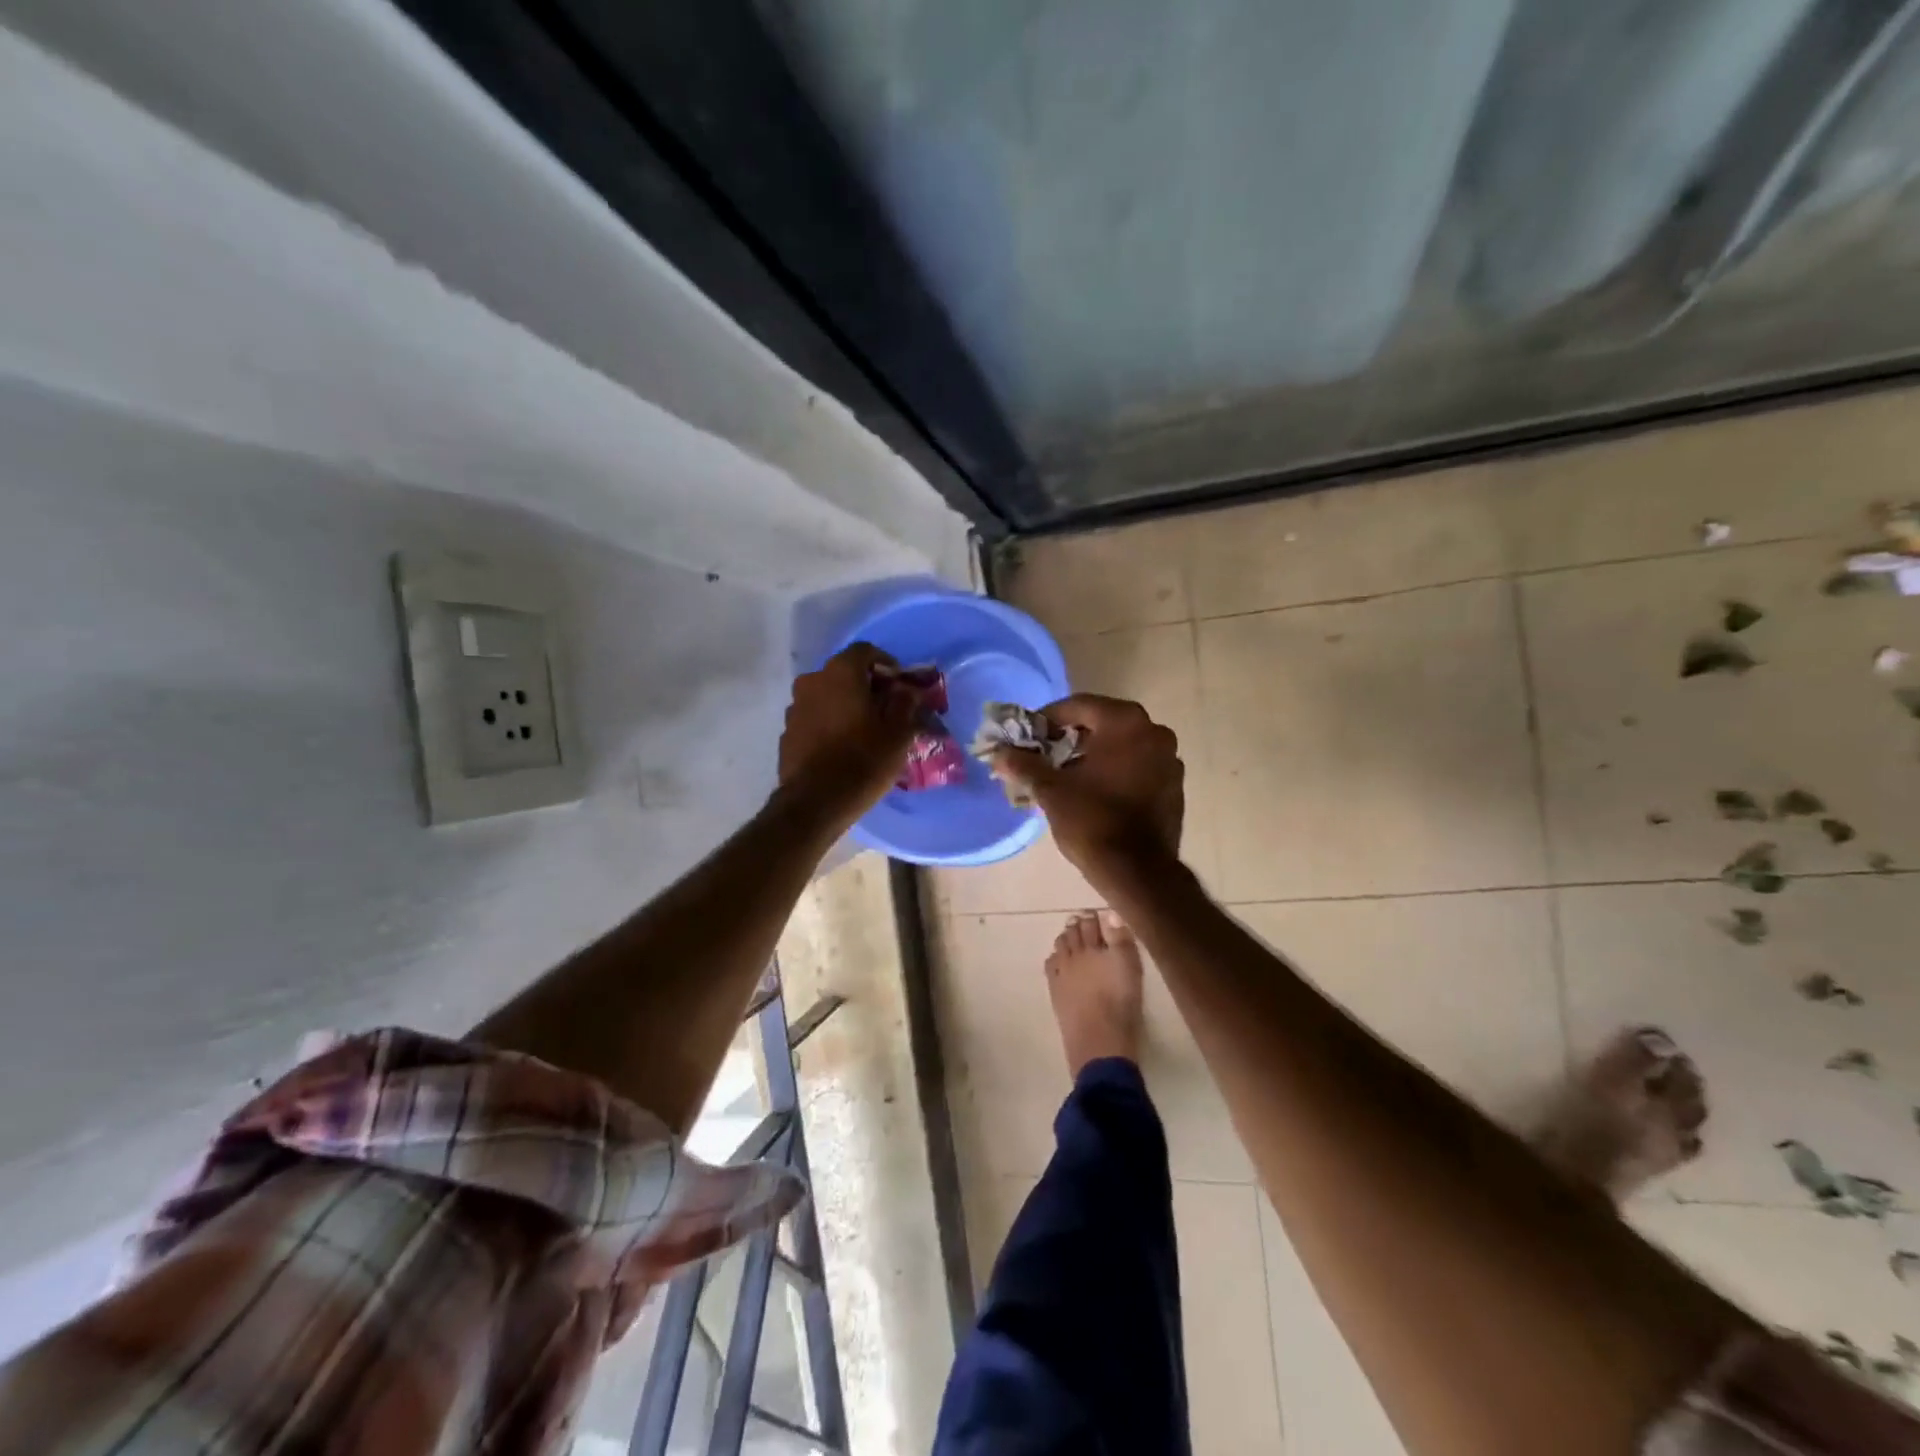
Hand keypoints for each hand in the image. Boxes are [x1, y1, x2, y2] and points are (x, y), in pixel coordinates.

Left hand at [777, 643, 922, 831]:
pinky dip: (830, 723)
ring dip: (846, 705)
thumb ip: (905, 702)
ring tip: (866, 730)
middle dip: (867, 686)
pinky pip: (815, 718)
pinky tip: (844, 746)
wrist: (816, 803)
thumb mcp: (898, 732)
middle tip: (887, 709)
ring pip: (828, 696)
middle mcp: (812, 681)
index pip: (866, 651)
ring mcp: (795, 707)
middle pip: (845, 673)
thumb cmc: (863, 760)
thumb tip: (906, 690)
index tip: (901, 686)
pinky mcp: (788, 732)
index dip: (887, 664)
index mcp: (840, 672)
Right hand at [992, 694, 1183, 877]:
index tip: (1030, 736)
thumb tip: (999, 753)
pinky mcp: (1174, 785)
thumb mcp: (1050, 789)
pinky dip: (1116, 769)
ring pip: (1122, 744)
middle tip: (1045, 754)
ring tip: (1066, 775)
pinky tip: (1095, 791)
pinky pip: (1138, 765)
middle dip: (1071, 736)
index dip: (1049, 718)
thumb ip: (1024, 764)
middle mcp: (1154, 731)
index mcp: (1125, 722)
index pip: (1079, 705)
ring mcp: (1169, 759)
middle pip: (1103, 722)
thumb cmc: (1091, 820)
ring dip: (1094, 753)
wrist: (1137, 871)